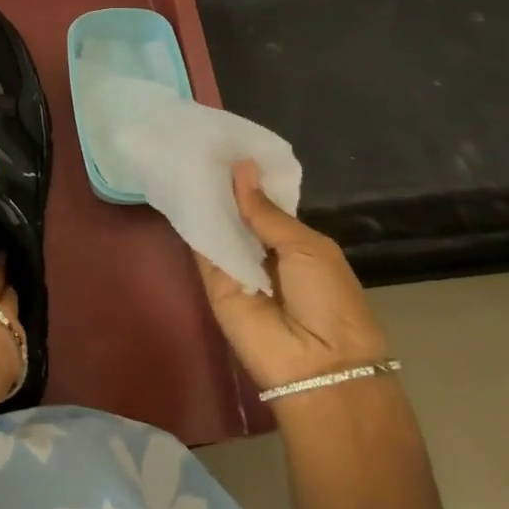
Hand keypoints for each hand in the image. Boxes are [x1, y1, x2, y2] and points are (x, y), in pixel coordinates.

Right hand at [196, 160, 390, 393]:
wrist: (317, 365)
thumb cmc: (329, 300)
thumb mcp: (306, 247)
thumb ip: (267, 211)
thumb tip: (242, 167)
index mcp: (295, 243)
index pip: (264, 205)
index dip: (248, 179)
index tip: (226, 145)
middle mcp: (263, 253)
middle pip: (237, 214)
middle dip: (223, 186)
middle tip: (199, 143)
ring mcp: (236, 268)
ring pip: (217, 228)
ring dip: (205, 199)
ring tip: (185, 155)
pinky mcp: (212, 283)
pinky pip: (202, 249)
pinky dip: (192, 223)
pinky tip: (179, 189)